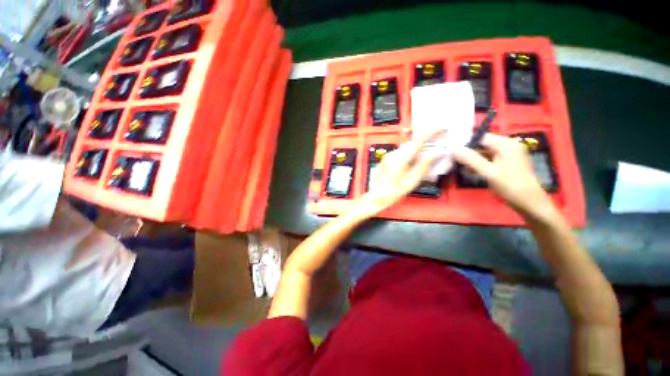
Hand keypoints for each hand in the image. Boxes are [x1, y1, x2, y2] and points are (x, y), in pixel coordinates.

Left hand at [357, 131, 439, 215]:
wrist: (376, 196)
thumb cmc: (395, 192)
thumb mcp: (412, 180)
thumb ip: (425, 164)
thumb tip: (439, 152)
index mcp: (400, 157)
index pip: (418, 139)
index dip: (432, 131)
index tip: (444, 128)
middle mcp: (394, 153)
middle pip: (413, 141)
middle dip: (427, 138)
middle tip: (440, 139)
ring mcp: (389, 155)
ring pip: (407, 146)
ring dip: (419, 145)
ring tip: (431, 149)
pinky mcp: (386, 158)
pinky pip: (402, 151)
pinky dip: (412, 152)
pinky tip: (416, 159)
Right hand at [453, 133, 555, 219]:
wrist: (529, 202)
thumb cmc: (510, 186)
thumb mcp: (488, 172)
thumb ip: (470, 159)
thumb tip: (453, 149)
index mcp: (506, 144)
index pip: (481, 137)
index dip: (466, 143)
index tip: (452, 151)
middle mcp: (508, 145)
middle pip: (483, 144)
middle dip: (468, 152)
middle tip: (453, 160)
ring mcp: (508, 155)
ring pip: (485, 153)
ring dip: (472, 160)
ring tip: (459, 167)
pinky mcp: (507, 163)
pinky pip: (489, 160)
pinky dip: (479, 164)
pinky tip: (469, 171)